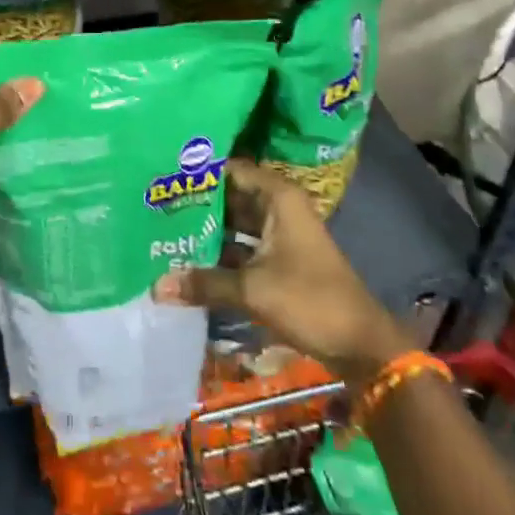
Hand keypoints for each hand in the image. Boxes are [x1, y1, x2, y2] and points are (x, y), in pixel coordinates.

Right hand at [151, 159, 412, 376]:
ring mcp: (280, 234)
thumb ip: (204, 283)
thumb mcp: (252, 290)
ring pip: (235, 223)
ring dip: (207, 230)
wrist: (361, 345)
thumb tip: (155, 286)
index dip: (199, 171)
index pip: (231, 169)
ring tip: (163, 229)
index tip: (163, 174)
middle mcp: (278, 207)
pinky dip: (220, 252)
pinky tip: (188, 259)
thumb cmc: (309, 300)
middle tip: (154, 203)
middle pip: (230, 196)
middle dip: (197, 203)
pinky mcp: (279, 259)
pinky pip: (242, 246)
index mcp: (278, 197)